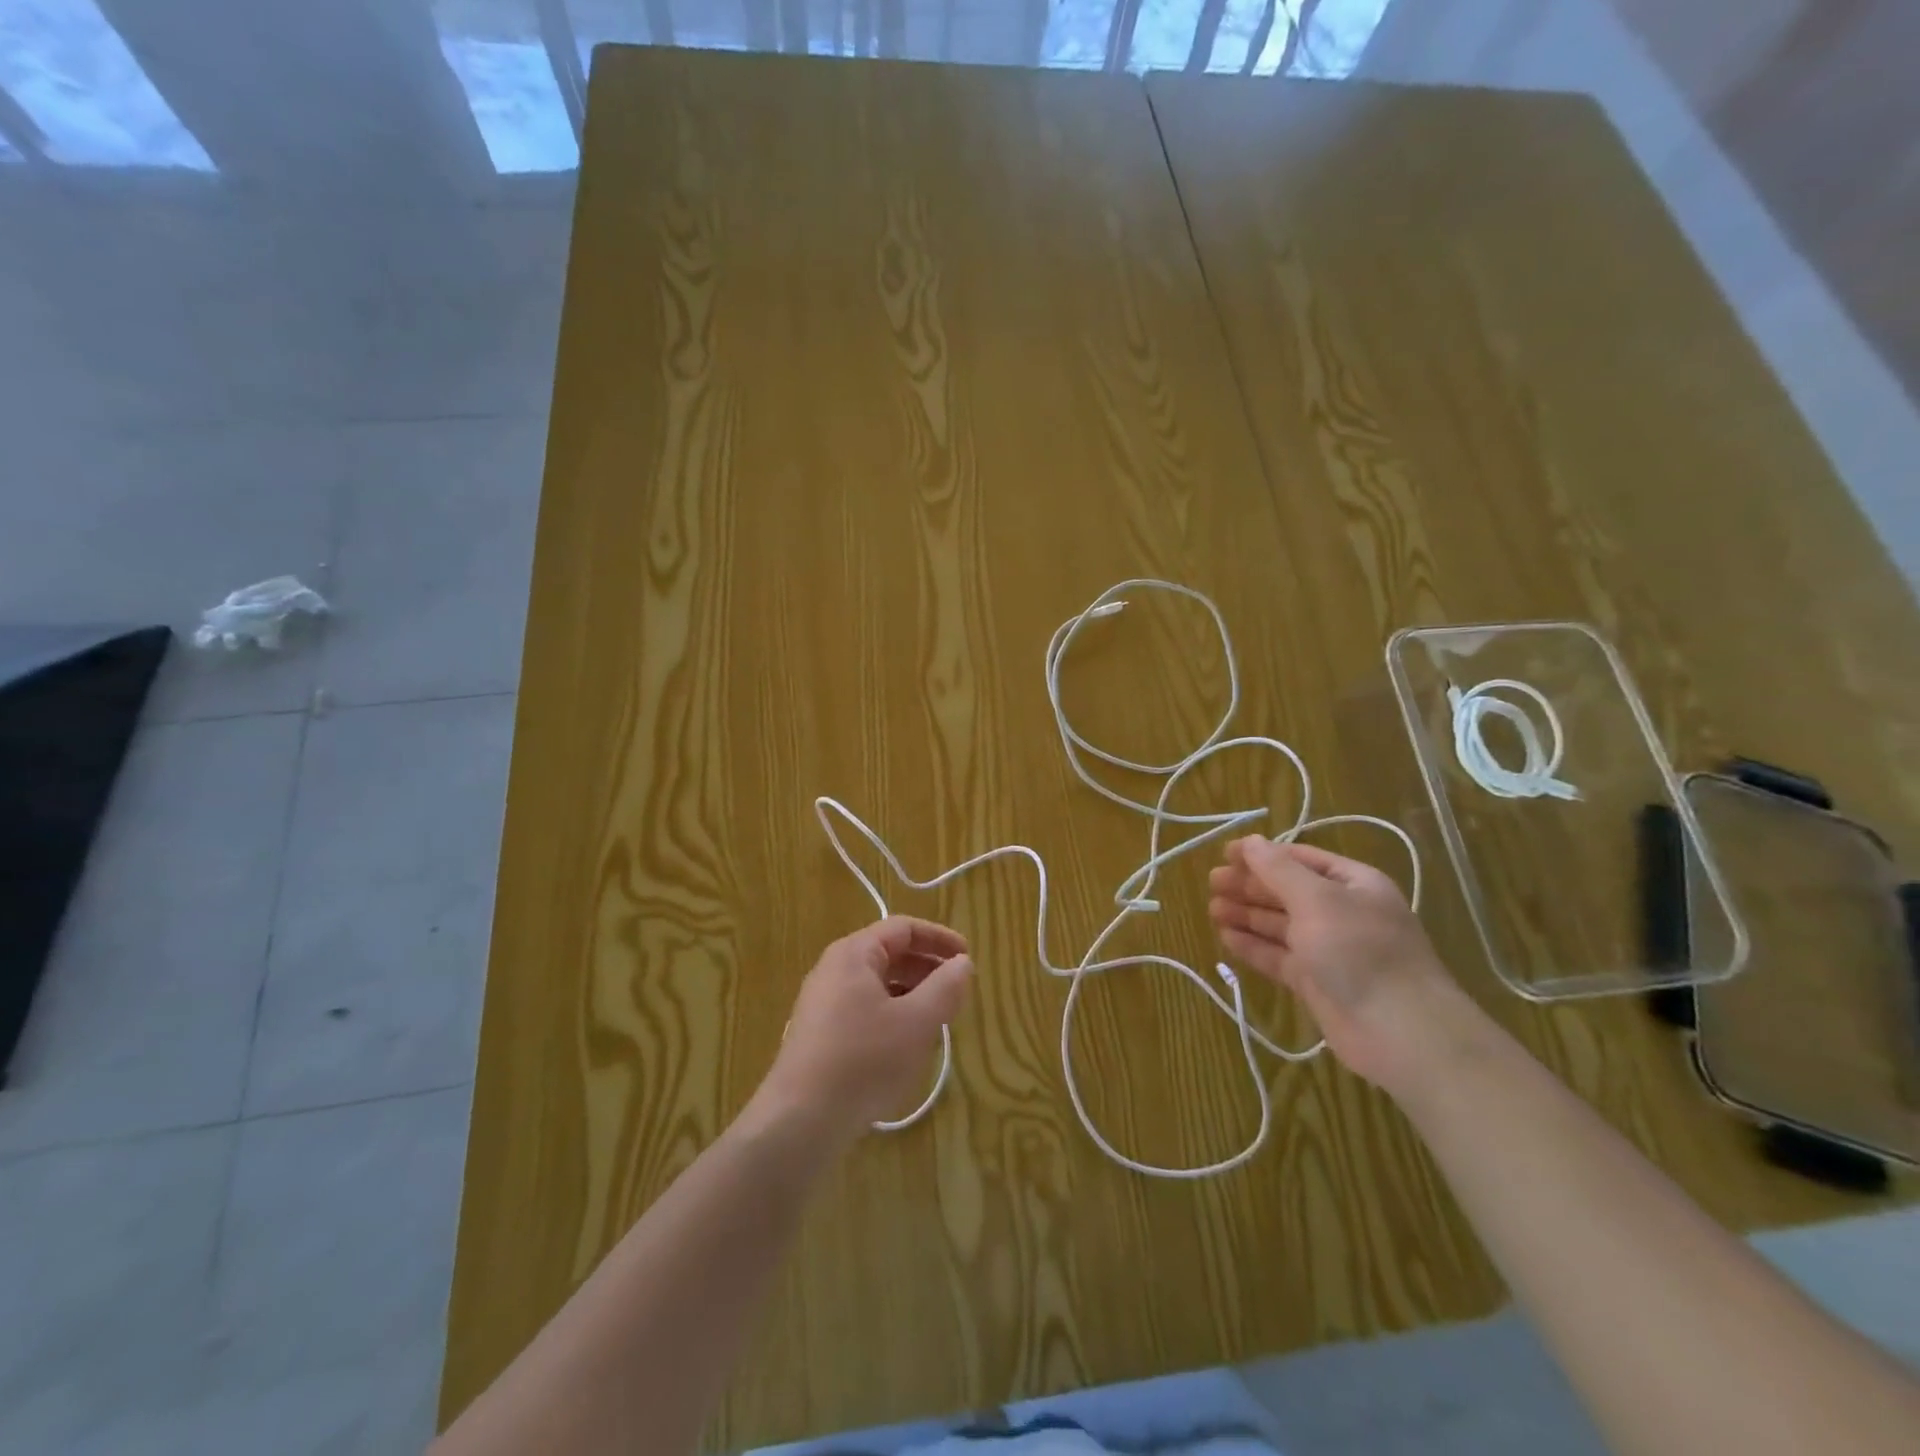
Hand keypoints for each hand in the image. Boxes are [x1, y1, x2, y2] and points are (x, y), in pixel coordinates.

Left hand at [758, 916, 972, 1138]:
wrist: (799, 1121)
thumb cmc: (864, 1060)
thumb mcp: (916, 1023)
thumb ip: (945, 988)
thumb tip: (962, 963)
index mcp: (854, 954)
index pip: (903, 929)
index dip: (939, 938)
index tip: (967, 957)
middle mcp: (834, 970)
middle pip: (889, 954)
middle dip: (927, 969)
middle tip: (957, 992)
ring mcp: (823, 1003)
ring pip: (878, 985)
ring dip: (912, 995)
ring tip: (937, 1021)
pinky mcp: (820, 1035)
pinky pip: (864, 1010)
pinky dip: (892, 1016)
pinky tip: (906, 1046)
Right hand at [1208, 837, 1470, 1095]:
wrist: (1401, 1031)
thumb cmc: (1359, 950)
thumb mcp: (1317, 899)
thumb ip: (1278, 870)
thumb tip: (1249, 842)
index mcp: (1352, 884)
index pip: (1301, 859)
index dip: (1263, 854)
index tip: (1225, 854)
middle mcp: (1342, 913)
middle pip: (1287, 891)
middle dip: (1250, 885)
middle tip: (1212, 883)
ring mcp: (1329, 949)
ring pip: (1280, 925)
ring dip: (1247, 914)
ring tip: (1212, 909)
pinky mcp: (1316, 982)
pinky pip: (1278, 957)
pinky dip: (1253, 946)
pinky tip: (1226, 938)